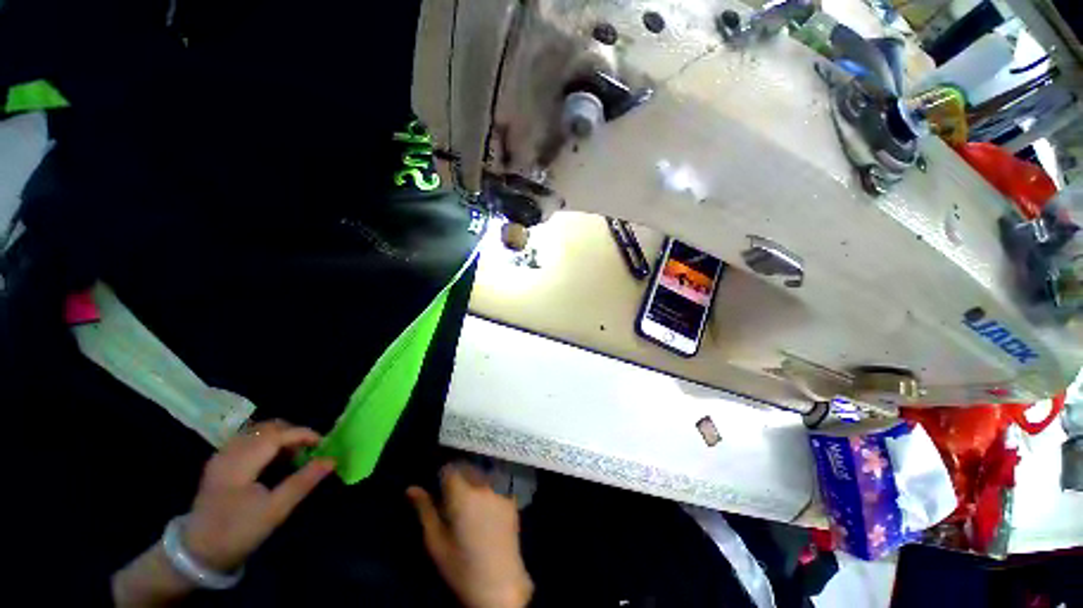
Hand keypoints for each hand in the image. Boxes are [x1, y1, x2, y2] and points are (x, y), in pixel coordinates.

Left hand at [112, 420, 334, 606]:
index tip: (323, 443)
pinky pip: (249, 440)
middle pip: (267, 427)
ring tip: (295, 455)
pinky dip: (267, 443)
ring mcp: (221, 456)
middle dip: (293, 433)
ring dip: (281, 437)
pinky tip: (274, 460)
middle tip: (310, 450)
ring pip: (258, 431)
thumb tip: (331, 460)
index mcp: (240, 462)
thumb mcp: (275, 510)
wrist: (198, 552)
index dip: (304, 434)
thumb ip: (303, 481)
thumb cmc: (238, 531)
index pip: (277, 434)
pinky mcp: (220, 462)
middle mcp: (229, 452)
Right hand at [407, 463, 533, 607]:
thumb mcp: (436, 542)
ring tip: (469, 502)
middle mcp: (483, 487)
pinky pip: (496, 485)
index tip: (438, 487)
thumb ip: (425, 511)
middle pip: (468, 468)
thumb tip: (411, 488)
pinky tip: (485, 508)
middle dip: (458, 476)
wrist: (499, 584)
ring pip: (483, 474)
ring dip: (474, 480)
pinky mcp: (511, 500)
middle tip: (451, 496)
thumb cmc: (461, 567)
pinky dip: (488, 489)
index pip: (450, 469)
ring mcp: (500, 492)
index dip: (442, 475)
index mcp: (462, 495)